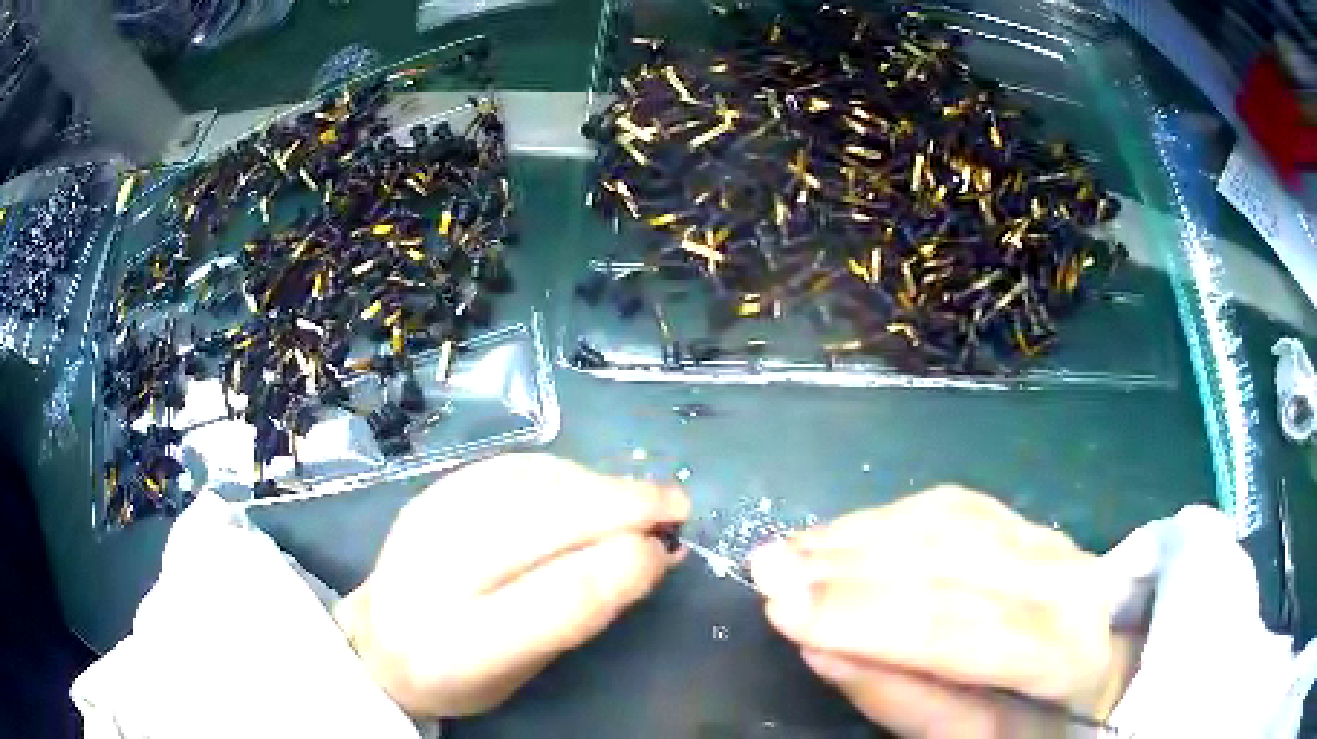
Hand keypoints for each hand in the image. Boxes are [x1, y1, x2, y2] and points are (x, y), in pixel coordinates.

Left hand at [333, 454, 689, 716]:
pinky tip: (591, 486)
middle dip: (616, 507)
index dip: (615, 571)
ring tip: (641, 497)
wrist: (379, 639)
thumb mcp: (522, 671)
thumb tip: (650, 553)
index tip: (666, 550)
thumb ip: (580, 615)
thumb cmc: (459, 674)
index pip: (548, 604)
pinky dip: (564, 473)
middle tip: (676, 504)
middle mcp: (431, 575)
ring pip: (525, 485)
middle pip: (534, 525)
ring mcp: (424, 521)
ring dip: (596, 485)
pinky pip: (509, 468)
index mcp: (456, 648)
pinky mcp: (430, 491)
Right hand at [748, 486, 1134, 737]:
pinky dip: (888, 518)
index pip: (964, 630)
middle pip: (953, 562)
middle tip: (766, 570)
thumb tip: (823, 651)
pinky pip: (950, 507)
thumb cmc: (1037, 720)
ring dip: (860, 535)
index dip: (870, 619)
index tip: (783, 610)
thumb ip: (906, 700)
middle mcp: (1064, 577)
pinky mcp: (1024, 521)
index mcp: (1066, 650)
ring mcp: (1047, 538)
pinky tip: (841, 533)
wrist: (1102, 667)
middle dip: (850, 567)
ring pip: (947, 523)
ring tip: (789, 551)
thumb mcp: (975, 738)